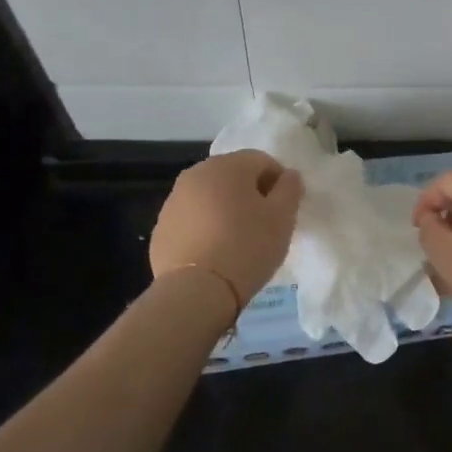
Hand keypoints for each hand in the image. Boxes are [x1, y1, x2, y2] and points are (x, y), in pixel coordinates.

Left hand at [151, 151, 301, 314]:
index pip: (262, 161)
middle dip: (250, 193)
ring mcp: (174, 200)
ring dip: (226, 209)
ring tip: (237, 240)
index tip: (284, 209)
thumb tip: (289, 175)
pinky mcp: (161, 228)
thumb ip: (290, 189)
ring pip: (210, 196)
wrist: (196, 291)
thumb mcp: (282, 217)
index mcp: (228, 165)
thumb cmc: (247, 247)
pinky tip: (214, 253)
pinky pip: (192, 219)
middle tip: (263, 224)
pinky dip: (205, 227)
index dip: (279, 182)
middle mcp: (196, 174)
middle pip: (233, 175)